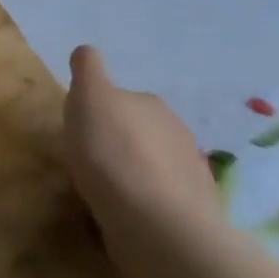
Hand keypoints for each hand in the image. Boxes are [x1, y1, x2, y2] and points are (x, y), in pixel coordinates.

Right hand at [60, 46, 220, 242]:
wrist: (156, 224)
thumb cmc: (113, 151)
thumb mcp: (88, 95)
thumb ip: (87, 68)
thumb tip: (88, 52)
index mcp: (152, 104)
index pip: (123, 98)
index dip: (101, 111)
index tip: (83, 128)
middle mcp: (179, 134)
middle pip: (142, 132)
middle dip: (122, 142)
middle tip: (92, 160)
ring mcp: (192, 177)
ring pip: (154, 168)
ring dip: (135, 175)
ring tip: (108, 194)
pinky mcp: (195, 217)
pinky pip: (163, 203)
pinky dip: (147, 205)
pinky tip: (128, 217)